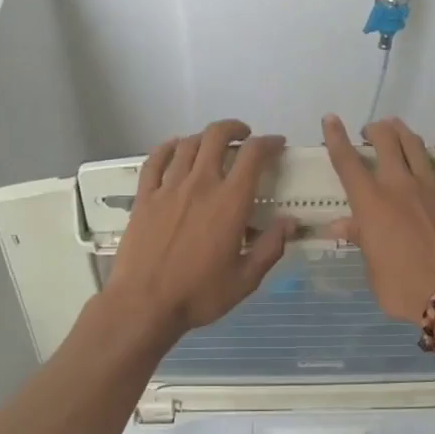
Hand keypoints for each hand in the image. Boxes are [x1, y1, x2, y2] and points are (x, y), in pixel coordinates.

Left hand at [104, 119, 295, 338]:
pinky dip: (168, 147)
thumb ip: (271, 247)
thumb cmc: (199, 295)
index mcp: (230, 202)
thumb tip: (290, 223)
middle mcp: (200, 185)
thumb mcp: (246, 279)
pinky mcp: (145, 197)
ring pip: (188, 144)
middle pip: (216, 137)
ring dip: (205, 137)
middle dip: (235, 129)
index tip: (276, 144)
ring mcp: (168, 188)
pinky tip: (175, 147)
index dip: (268, 143)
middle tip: (245, 137)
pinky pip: (155, 160)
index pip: (253, 155)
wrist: (144, 304)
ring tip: (214, 144)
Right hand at [321, 114, 434, 325]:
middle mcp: (400, 185)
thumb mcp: (372, 269)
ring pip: (415, 145)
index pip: (348, 162)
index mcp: (371, 203)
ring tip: (396, 129)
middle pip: (385, 142)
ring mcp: (434, 186)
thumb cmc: (405, 289)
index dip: (336, 138)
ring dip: (402, 132)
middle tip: (369, 133)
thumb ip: (359, 239)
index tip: (331, 120)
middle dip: (374, 130)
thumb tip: (339, 225)